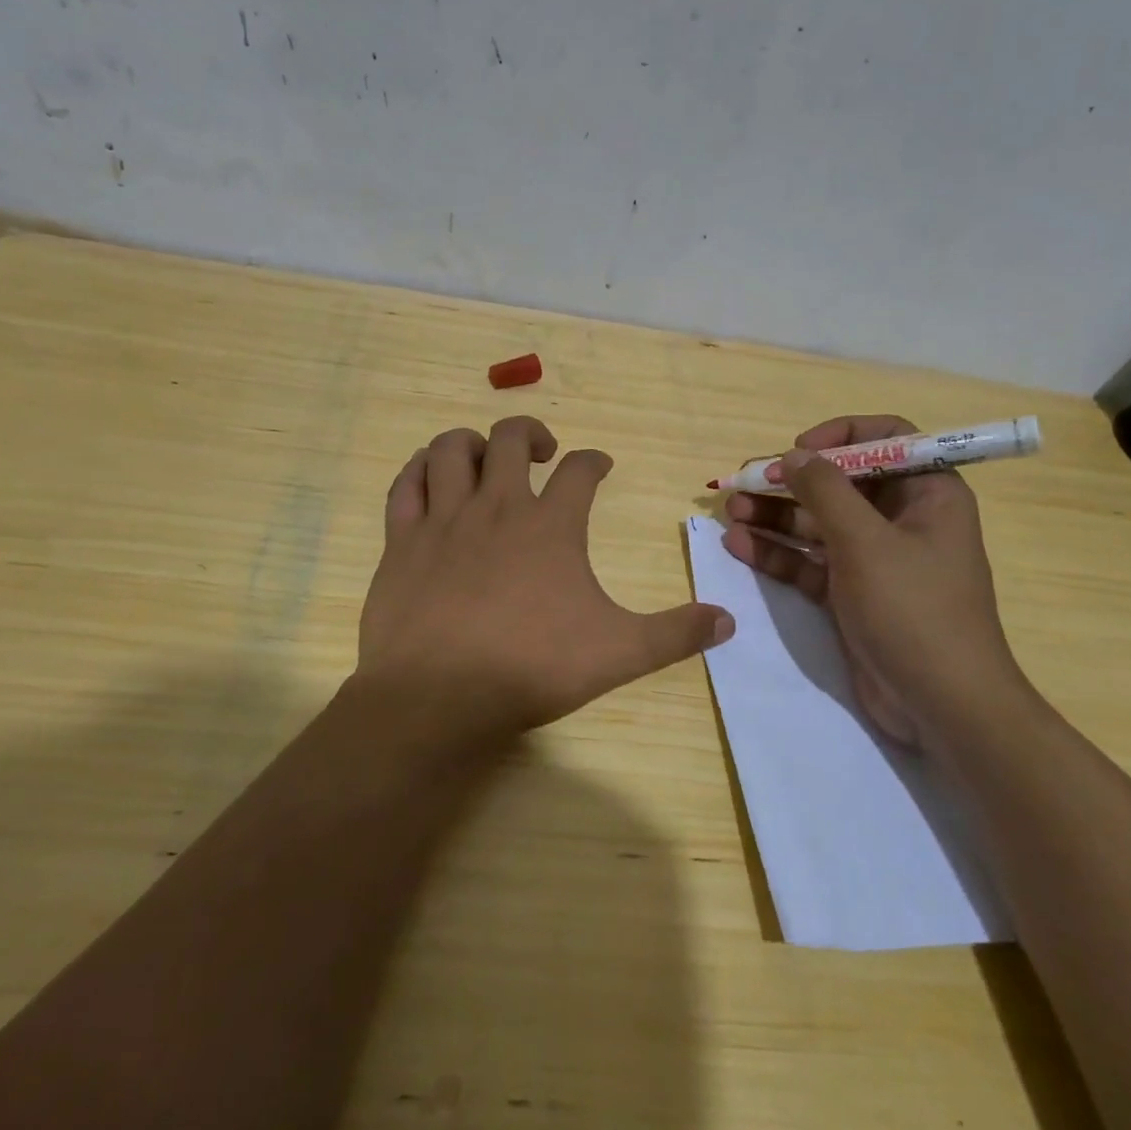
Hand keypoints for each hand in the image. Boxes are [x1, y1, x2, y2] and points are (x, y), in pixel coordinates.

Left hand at [354, 416, 734, 748]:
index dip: (594, 461)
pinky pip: (406, 484)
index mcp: (551, 525)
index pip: (581, 470)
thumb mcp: (619, 653)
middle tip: (544, 453)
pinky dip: (419, 469)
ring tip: (486, 458)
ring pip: (452, 449)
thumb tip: (728, 621)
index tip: (600, 466)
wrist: (438, 696)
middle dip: (532, 433)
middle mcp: (497, 506)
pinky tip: (430, 476)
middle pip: (512, 438)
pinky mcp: (402, 540)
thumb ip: (675, 634)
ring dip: (473, 442)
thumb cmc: (532, 668)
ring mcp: (444, 519)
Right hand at [721, 414, 1021, 749]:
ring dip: (775, 515)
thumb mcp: (866, 542)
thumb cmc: (913, 610)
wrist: (941, 706)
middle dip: (791, 481)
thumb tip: (793, 454)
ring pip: (818, 523)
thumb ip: (825, 491)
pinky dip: (777, 553)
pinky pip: (809, 561)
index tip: (799, 449)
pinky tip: (738, 544)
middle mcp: (901, 519)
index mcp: (927, 494)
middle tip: (744, 480)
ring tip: (730, 510)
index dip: (840, 437)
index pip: (886, 440)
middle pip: (840, 483)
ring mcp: (873, 558)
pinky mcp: (850, 593)